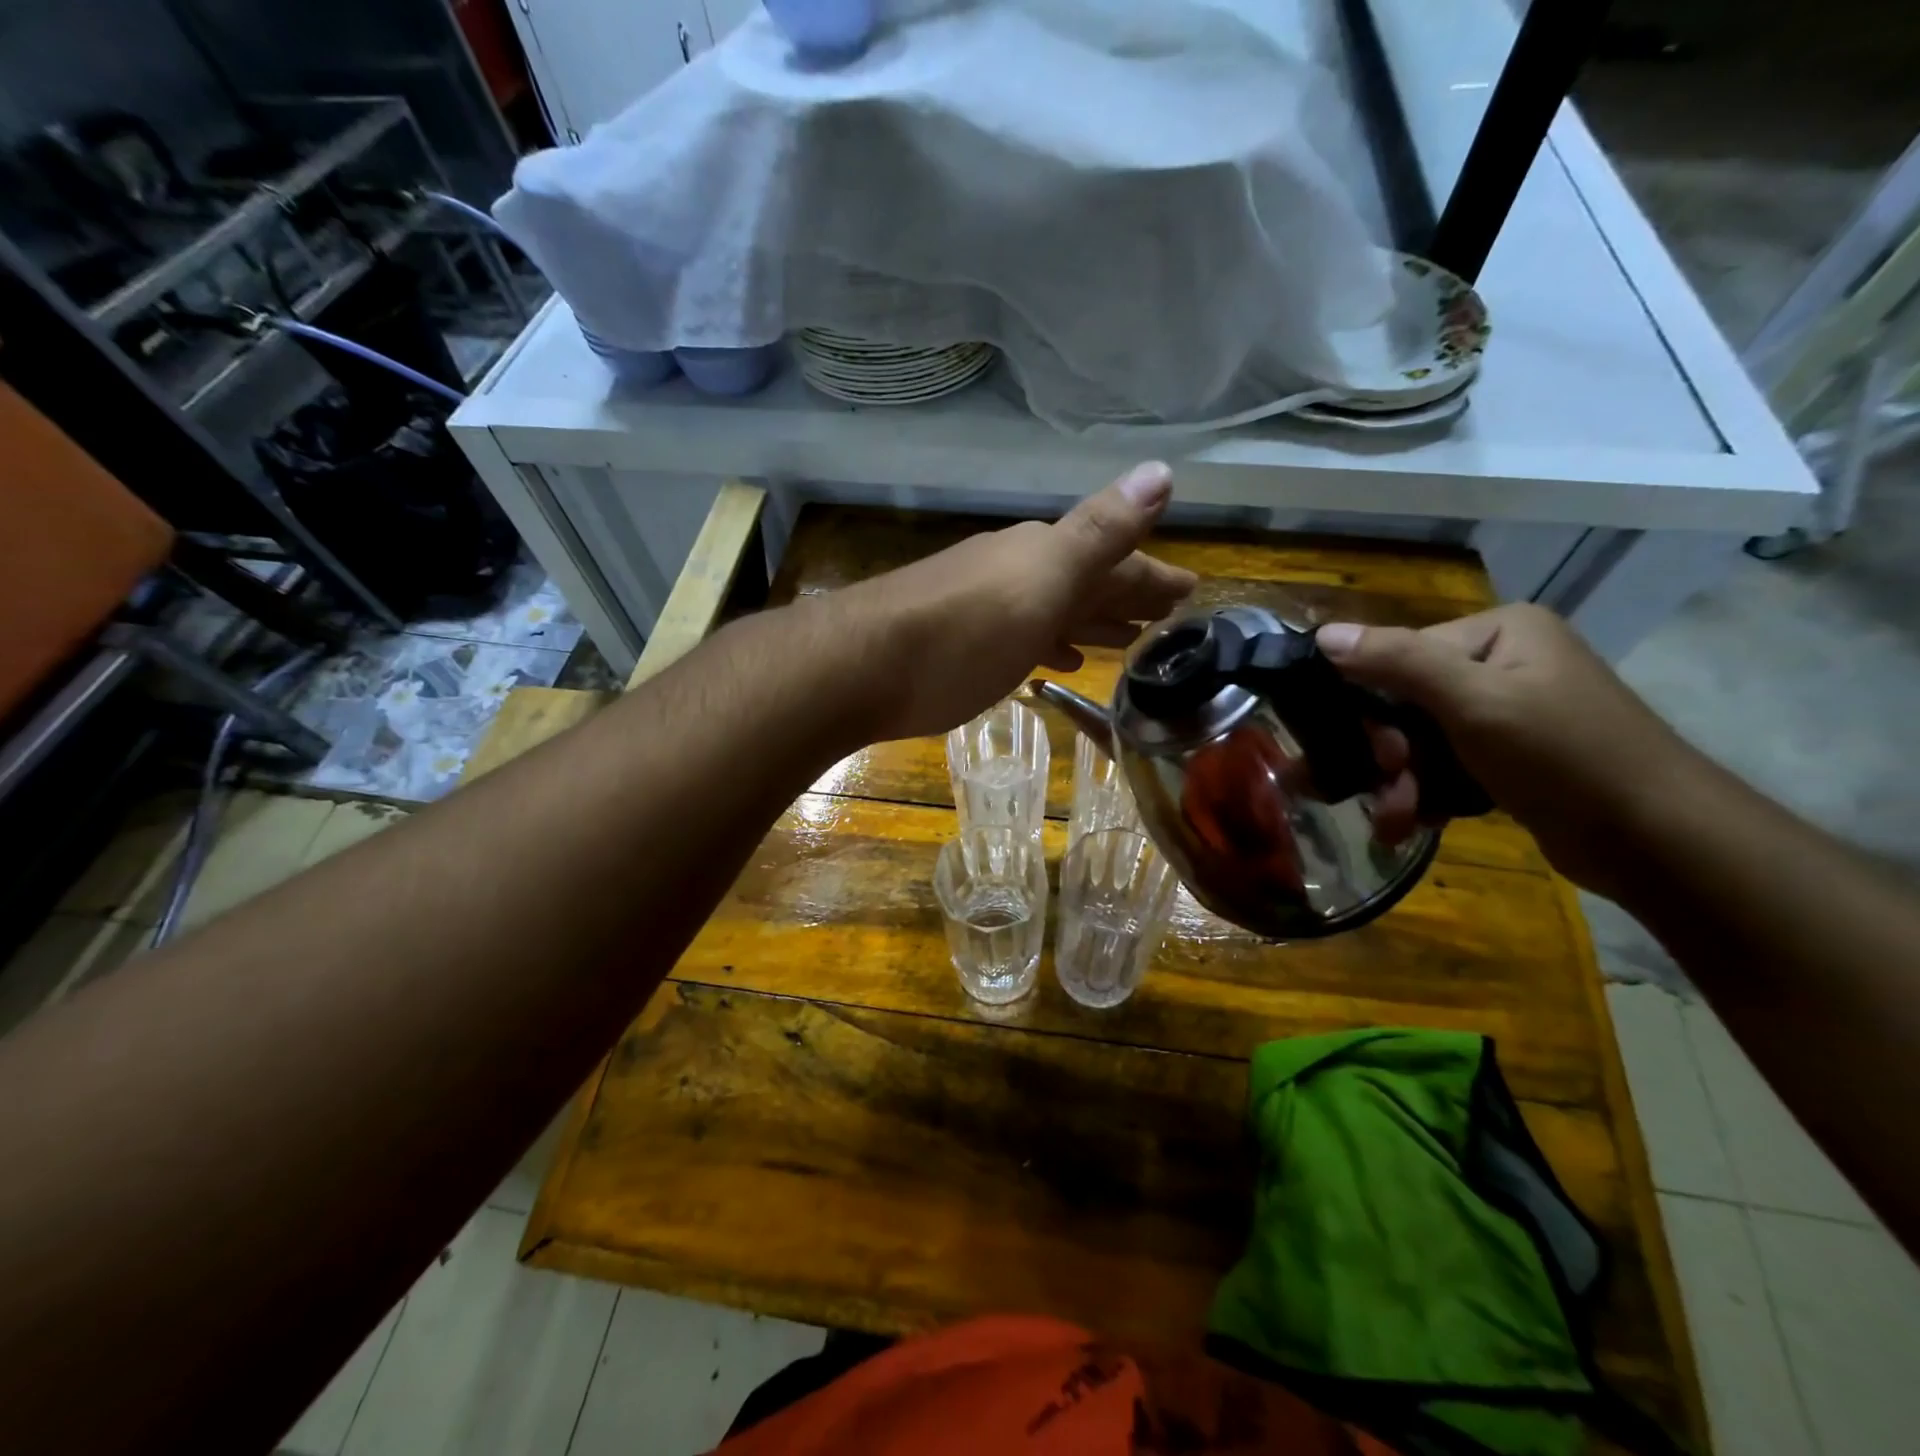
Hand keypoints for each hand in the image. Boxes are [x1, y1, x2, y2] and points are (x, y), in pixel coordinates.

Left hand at [838, 462, 1196, 740]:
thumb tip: (1162, 468)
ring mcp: (982, 606)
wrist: (859, 666)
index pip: (1116, 560)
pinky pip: (1020, 636)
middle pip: (1084, 582)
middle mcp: (1013, 572)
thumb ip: (1099, 531)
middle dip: (1126, 597)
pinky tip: (1052, 661)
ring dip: (1089, 620)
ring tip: (1122, 643)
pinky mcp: (956, 642)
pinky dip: (1045, 643)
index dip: (1154, 576)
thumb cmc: (963, 632)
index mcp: (1042, 555)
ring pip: (1052, 609)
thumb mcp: (1042, 578)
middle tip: (1166, 618)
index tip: (1192, 592)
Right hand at [1316, 604, 1700, 895]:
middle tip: (1389, 793)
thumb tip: (1324, 634)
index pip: (1400, 656)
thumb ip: (1397, 662)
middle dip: (1390, 756)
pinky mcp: (1511, 757)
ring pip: (1421, 741)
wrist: (1659, 839)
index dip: (1374, 707)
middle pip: (1407, 703)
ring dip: (1401, 783)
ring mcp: (1508, 711)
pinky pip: (1446, 765)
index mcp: (1498, 632)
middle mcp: (1502, 662)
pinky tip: (1418, 822)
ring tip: (1396, 823)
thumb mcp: (1473, 701)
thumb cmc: (1564, 756)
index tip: (1377, 756)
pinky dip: (1428, 793)